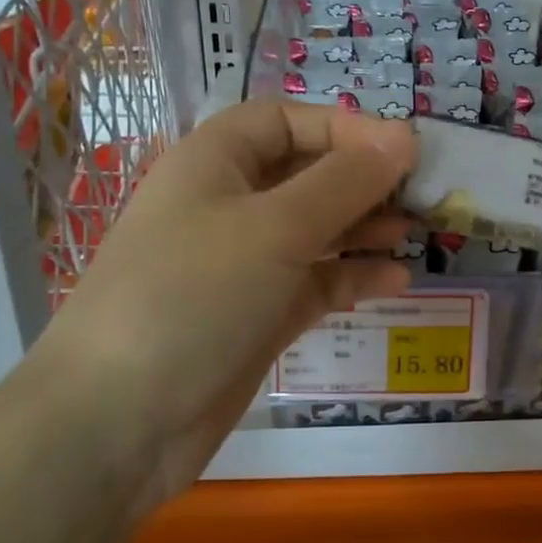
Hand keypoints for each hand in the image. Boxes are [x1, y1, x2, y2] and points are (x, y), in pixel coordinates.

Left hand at [31, 100, 415, 502]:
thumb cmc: (194, 295)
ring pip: (315, 229)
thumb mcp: (275, 227)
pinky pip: (315, 280)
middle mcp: (228, 205)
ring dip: (365, 227)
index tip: (404, 150)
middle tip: (423, 194)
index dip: (345, 127)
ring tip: (416, 232)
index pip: (287, 121)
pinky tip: (397, 280)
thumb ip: (345, 181)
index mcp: (215, 162)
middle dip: (363, 179)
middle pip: (306, 174)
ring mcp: (243, 264)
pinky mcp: (258, 315)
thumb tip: (404, 138)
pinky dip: (353, 275)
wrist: (118, 421)